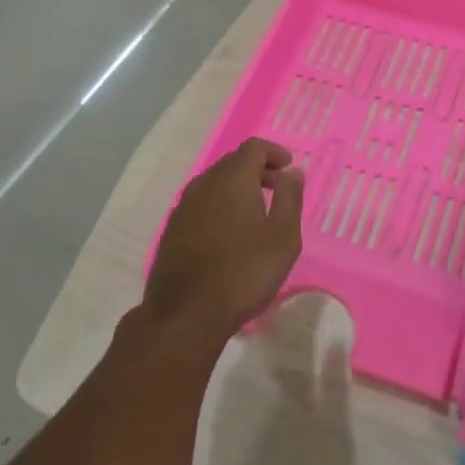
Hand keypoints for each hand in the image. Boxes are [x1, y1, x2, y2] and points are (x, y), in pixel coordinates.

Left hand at [143, 138, 304, 348]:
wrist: (185, 315)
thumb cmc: (244, 272)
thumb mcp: (283, 236)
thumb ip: (290, 198)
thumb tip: (292, 171)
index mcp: (232, 179)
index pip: (253, 148)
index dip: (274, 152)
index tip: (289, 168)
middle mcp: (204, 184)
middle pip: (232, 162)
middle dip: (257, 169)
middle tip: (277, 189)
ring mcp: (183, 207)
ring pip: (214, 183)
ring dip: (236, 188)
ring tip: (255, 213)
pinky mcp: (172, 231)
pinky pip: (201, 204)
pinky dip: (219, 205)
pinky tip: (229, 233)